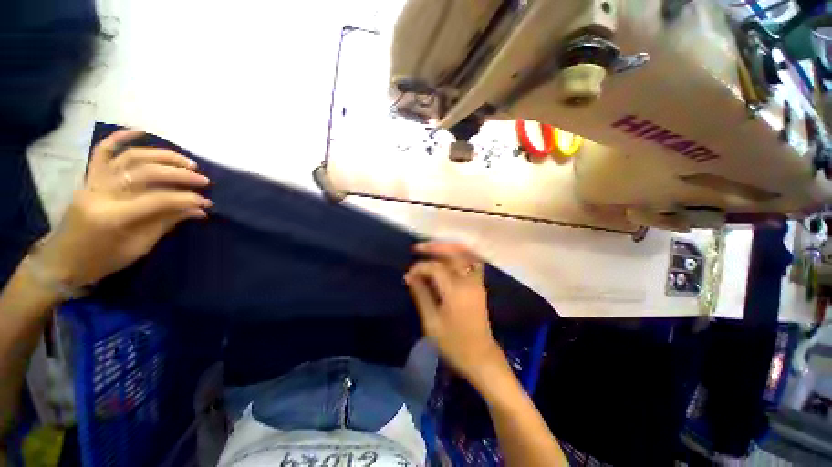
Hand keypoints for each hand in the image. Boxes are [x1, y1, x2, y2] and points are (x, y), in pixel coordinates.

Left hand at [34, 130, 211, 288]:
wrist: (62, 260)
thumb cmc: (101, 260)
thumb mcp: (138, 247)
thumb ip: (166, 223)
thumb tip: (198, 210)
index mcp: (113, 216)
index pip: (157, 200)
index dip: (185, 199)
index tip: (206, 202)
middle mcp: (101, 193)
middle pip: (145, 173)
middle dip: (179, 175)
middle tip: (203, 180)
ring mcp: (93, 182)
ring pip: (130, 158)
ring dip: (161, 156)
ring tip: (185, 161)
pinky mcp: (89, 178)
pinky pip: (102, 151)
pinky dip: (120, 138)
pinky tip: (140, 131)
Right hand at [405, 242, 505, 385]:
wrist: (481, 357)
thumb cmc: (453, 344)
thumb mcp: (431, 322)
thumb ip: (421, 295)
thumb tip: (410, 276)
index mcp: (455, 291)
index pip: (435, 268)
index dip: (420, 267)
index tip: (408, 274)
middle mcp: (469, 282)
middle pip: (454, 254)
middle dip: (435, 247)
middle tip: (418, 248)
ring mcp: (477, 282)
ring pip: (466, 254)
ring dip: (449, 247)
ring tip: (432, 248)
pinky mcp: (480, 286)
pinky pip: (472, 261)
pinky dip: (460, 254)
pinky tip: (448, 256)